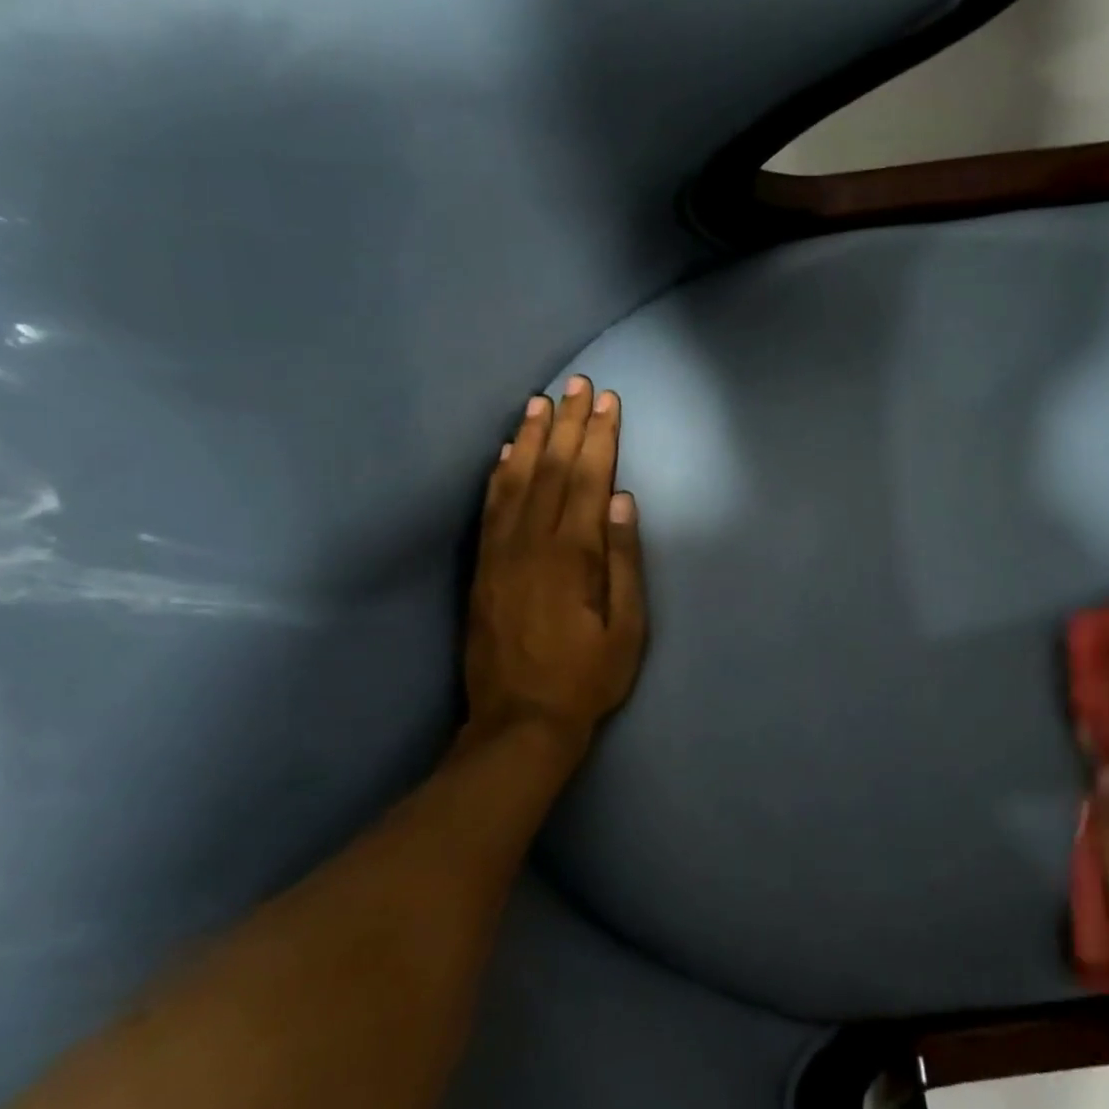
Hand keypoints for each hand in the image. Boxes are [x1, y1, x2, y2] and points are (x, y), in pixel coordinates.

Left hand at [464, 377, 646, 748]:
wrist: (520, 722)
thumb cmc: (587, 678)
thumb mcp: (627, 628)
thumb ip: (623, 560)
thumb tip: (620, 500)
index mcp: (572, 556)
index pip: (587, 480)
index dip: (599, 437)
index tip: (607, 401)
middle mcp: (531, 543)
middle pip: (552, 470)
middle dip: (568, 424)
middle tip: (578, 385)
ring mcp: (500, 553)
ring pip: (516, 481)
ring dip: (531, 438)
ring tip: (541, 402)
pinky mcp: (482, 568)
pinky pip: (490, 508)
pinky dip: (498, 474)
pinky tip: (507, 452)